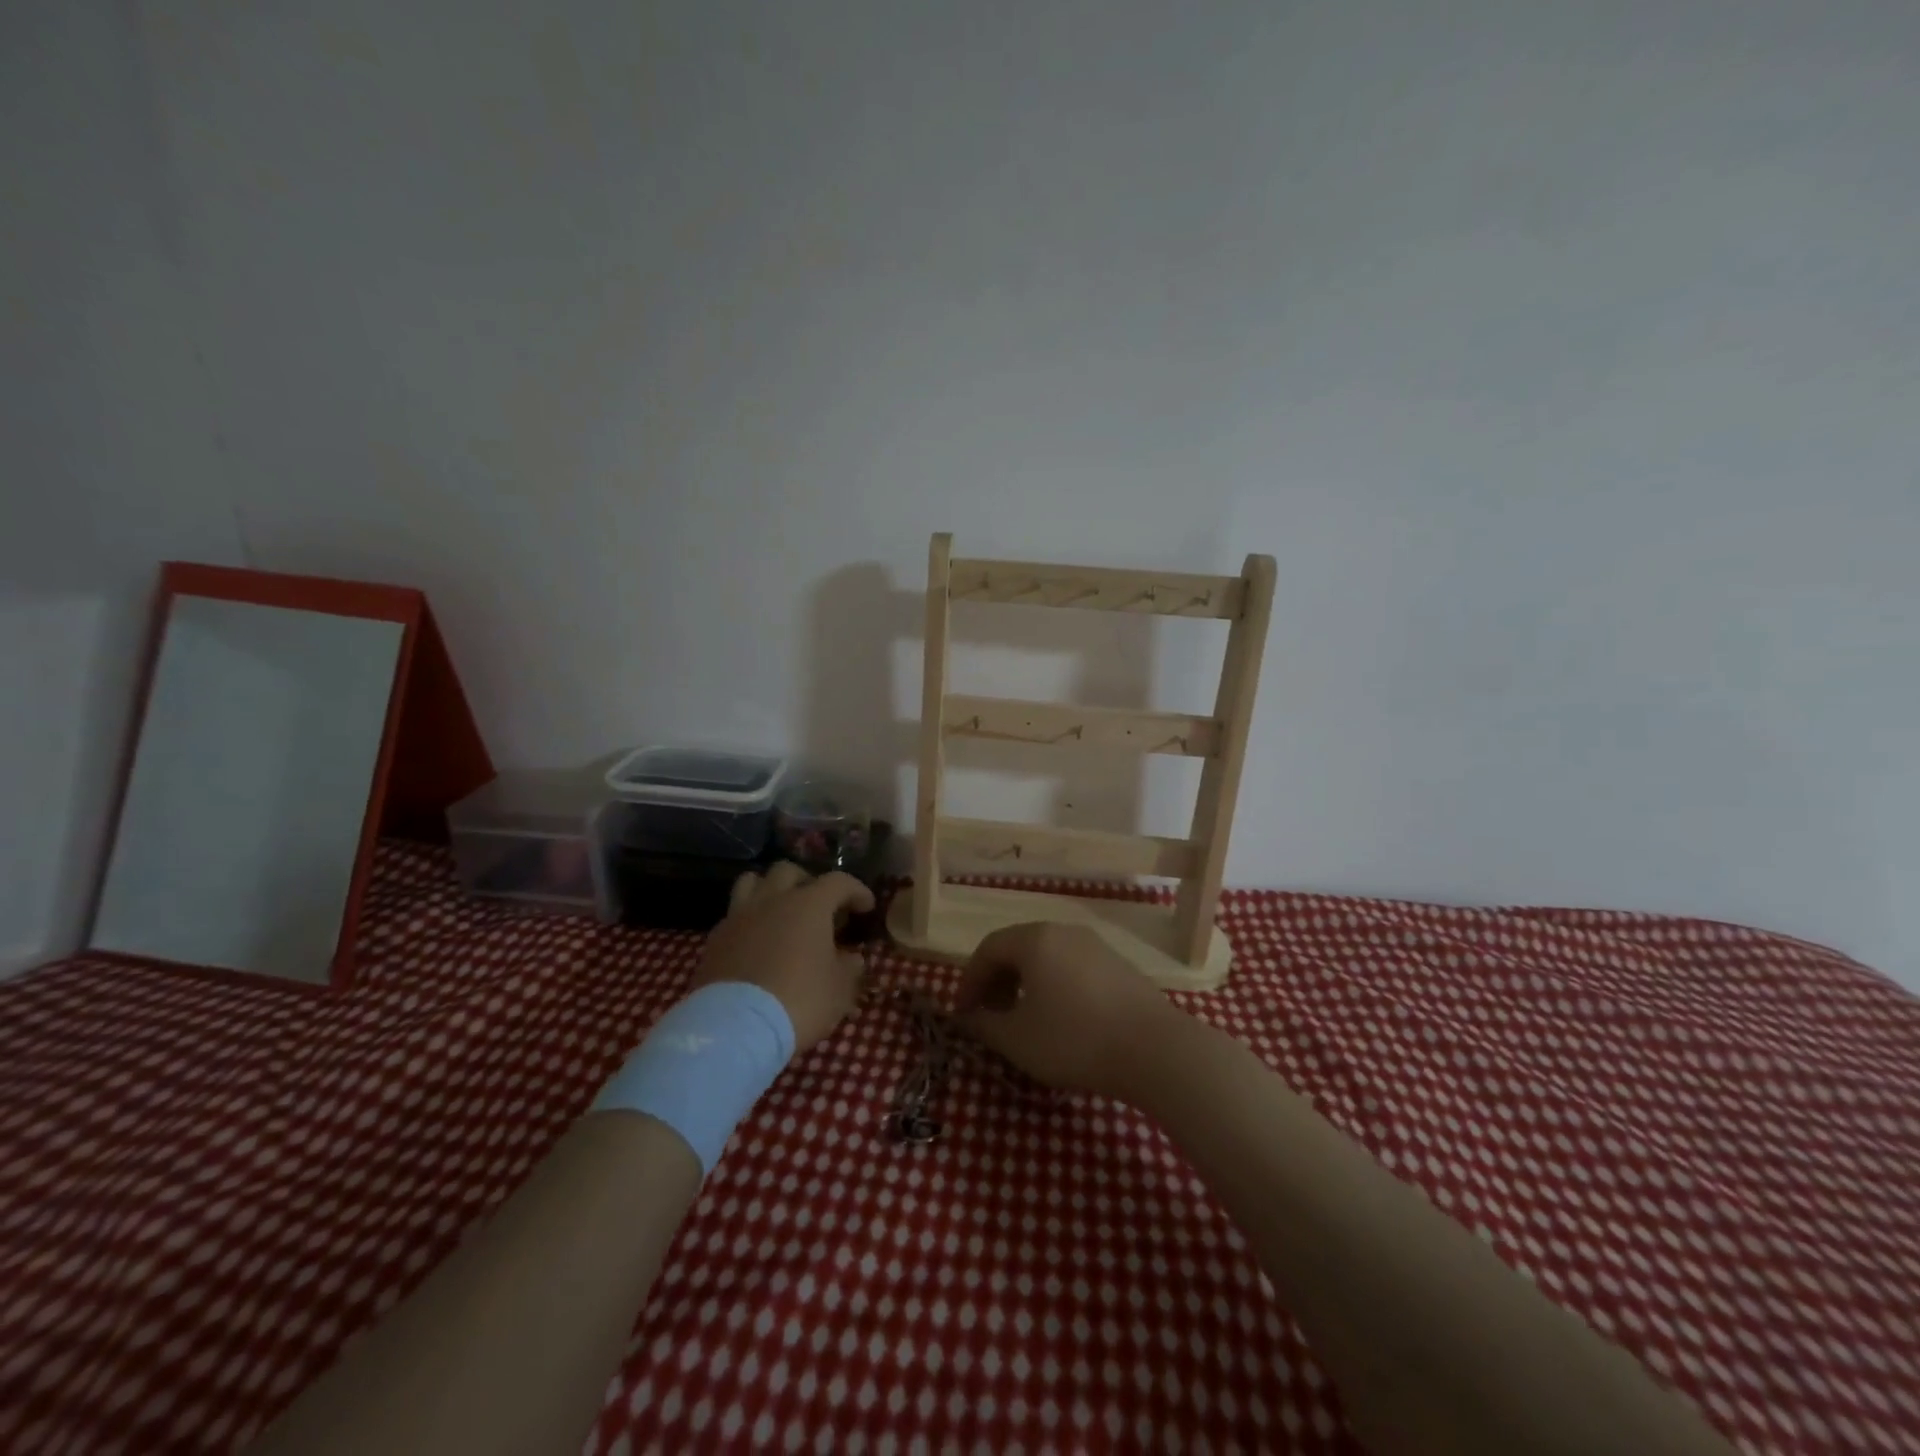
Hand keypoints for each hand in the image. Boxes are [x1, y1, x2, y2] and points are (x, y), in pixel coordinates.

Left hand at [692, 862, 873, 1052]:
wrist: (735, 1028)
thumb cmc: (799, 1001)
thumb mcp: (839, 989)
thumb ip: (849, 967)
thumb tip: (851, 957)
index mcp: (809, 905)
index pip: (839, 881)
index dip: (856, 890)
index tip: (866, 907)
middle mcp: (772, 900)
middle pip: (789, 870)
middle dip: (808, 881)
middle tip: (819, 907)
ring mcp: (739, 916)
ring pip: (753, 881)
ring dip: (771, 889)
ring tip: (781, 910)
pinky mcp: (715, 939)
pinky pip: (734, 914)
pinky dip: (749, 919)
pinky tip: (756, 940)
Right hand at [953, 922, 1180, 1099]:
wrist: (1156, 1050)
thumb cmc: (1075, 1039)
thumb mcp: (1018, 1040)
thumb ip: (984, 1026)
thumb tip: (967, 1019)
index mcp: (1034, 939)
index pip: (987, 949)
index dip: (969, 981)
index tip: (963, 1014)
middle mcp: (1063, 931)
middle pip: (1017, 948)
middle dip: (996, 982)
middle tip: (990, 1017)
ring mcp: (1095, 945)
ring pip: (1046, 957)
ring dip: (1024, 984)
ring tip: (1023, 1020)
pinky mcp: (1118, 965)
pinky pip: (1071, 967)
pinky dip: (1053, 986)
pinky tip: (1060, 1020)